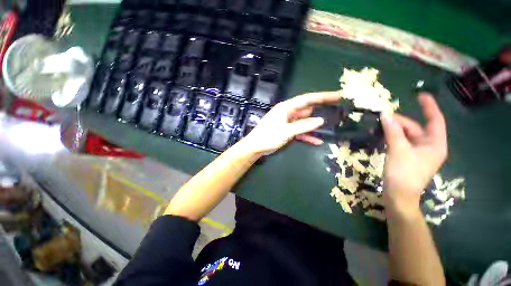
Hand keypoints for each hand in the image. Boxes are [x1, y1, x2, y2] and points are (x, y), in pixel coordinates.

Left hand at [240, 92, 341, 155]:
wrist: (256, 147)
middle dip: (321, 109)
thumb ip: (303, 125)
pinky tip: (317, 141)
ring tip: (331, 125)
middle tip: (338, 110)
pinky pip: (300, 131)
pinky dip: (307, 135)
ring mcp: (288, 122)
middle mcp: (288, 112)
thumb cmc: (268, 136)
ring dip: (315, 124)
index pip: (308, 99)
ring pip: (305, 121)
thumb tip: (320, 120)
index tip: (338, 95)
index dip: (323, 96)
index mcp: (286, 107)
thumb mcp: (287, 131)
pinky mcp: (287, 131)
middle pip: (307, 109)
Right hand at [381, 94, 447, 217]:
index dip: (429, 107)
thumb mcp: (398, 150)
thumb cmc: (403, 174)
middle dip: (401, 121)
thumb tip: (385, 115)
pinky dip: (393, 137)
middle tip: (384, 117)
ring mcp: (418, 153)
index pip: (435, 120)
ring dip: (395, 129)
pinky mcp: (408, 157)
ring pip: (407, 135)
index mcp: (434, 144)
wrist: (398, 196)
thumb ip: (392, 131)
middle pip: (416, 128)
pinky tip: (383, 134)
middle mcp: (429, 147)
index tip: (420, 95)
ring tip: (381, 124)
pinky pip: (402, 142)